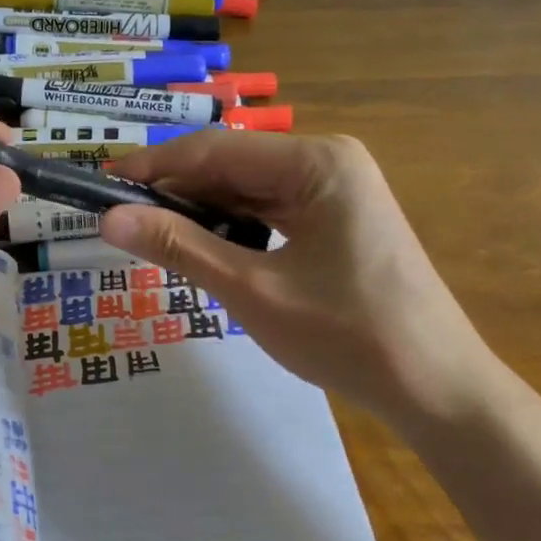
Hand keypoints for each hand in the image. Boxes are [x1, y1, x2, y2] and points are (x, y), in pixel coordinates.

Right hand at [100, 130, 510, 430]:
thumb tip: (109, 218)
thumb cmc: (347, 336)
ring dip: (201, 209)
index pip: (215, 150)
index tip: (102, 183)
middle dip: (176, 191)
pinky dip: (233, 225)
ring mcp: (338, 188)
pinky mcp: (339, 217)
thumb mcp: (252, 290)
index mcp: (316, 161)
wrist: (437, 390)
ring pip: (249, 188)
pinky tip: (203, 246)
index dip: (154, 166)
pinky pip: (271, 208)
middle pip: (232, 165)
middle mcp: (328, 161)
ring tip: (150, 234)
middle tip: (119, 217)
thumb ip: (179, 247)